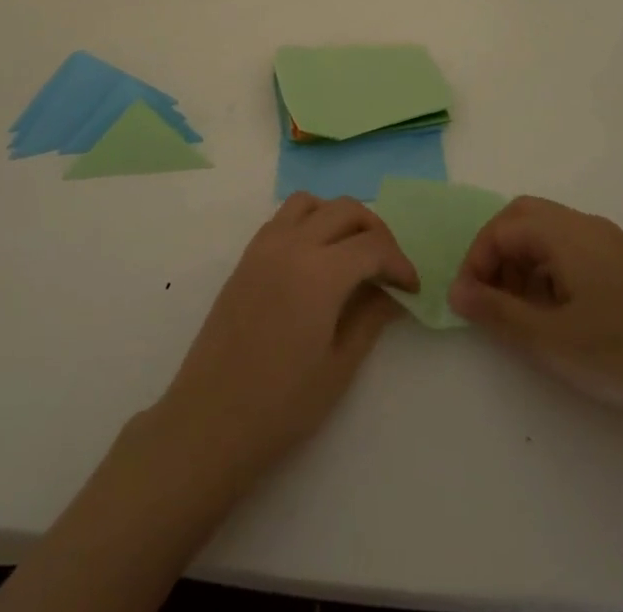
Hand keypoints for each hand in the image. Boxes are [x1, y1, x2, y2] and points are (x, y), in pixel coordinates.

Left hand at [149, 193, 418, 486]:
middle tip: (389, 267)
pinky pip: (285, 218)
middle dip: (377, 232)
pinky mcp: (247, 255)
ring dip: (340, 217)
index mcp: (320, 272)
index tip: (412, 288)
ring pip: (312, 203)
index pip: (373, 246)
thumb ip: (370, 317)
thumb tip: (391, 292)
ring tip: (353, 254)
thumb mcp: (339, 366)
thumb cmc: (280, 404)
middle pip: (346, 210)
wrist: (210, 419)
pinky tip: (317, 259)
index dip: (400, 262)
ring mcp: (265, 245)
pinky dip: (310, 222)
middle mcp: (292, 244)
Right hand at [448, 196, 622, 419]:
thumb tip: (456, 291)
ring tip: (522, 312)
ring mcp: (608, 242)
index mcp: (562, 231)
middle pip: (523, 218)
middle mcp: (583, 225)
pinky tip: (560, 314)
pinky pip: (572, 250)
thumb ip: (498, 312)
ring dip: (523, 263)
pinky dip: (550, 271)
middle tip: (490, 296)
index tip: (470, 304)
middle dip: (497, 253)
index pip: (501, 228)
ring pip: (548, 234)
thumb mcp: (551, 339)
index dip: (476, 261)